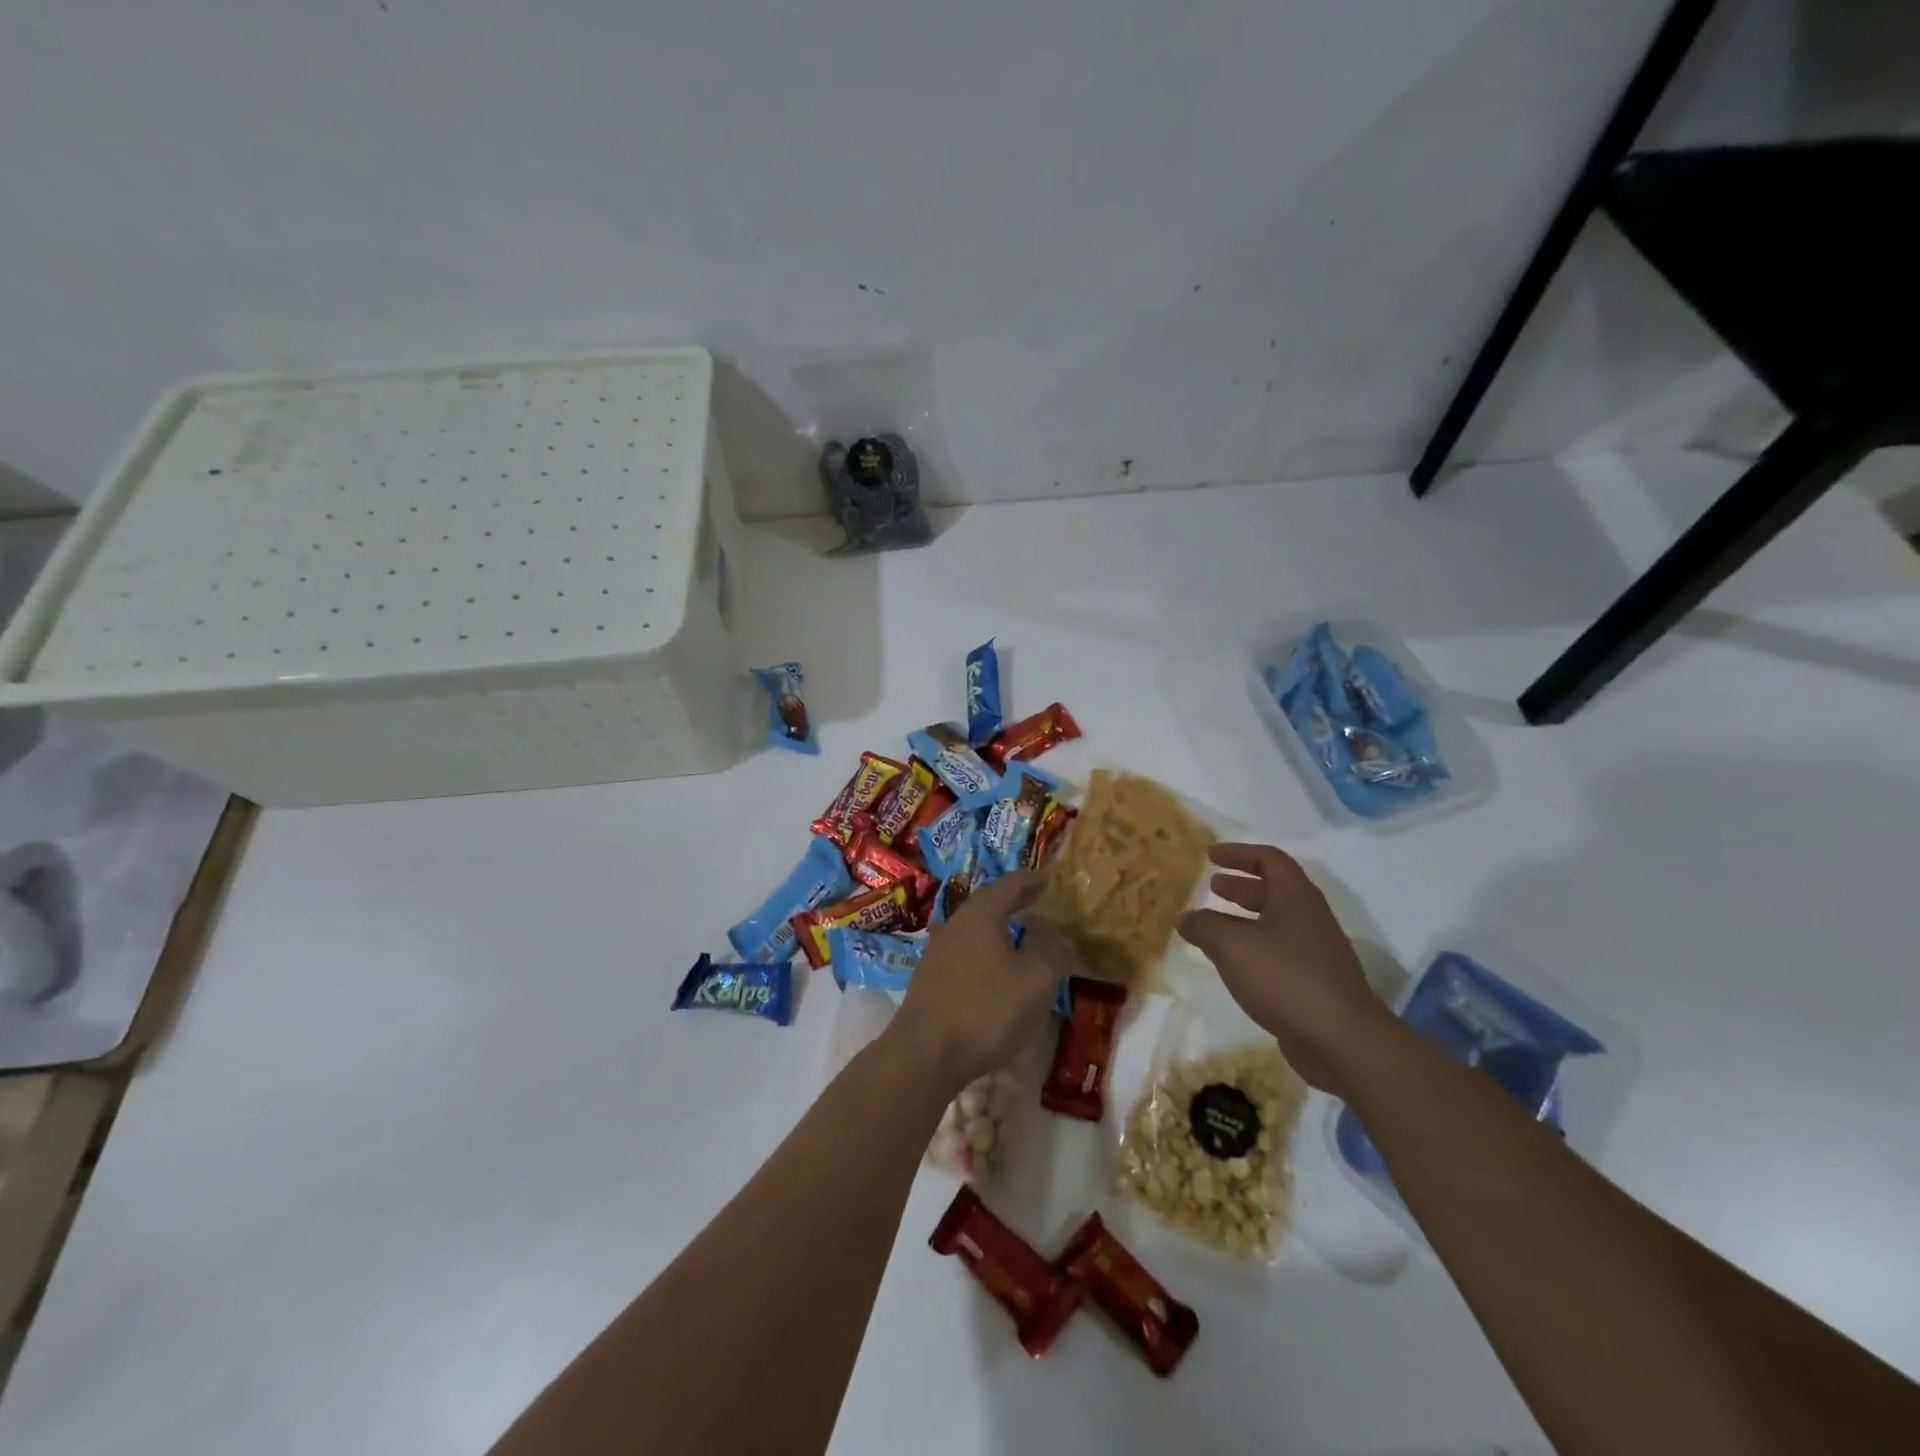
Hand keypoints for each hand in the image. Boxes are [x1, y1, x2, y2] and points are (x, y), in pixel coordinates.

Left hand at [886, 871, 1069, 1094]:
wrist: (925, 1053)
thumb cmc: (986, 1009)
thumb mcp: (1035, 982)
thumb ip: (1052, 953)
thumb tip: (1060, 937)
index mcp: (980, 914)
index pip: (1009, 884)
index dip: (1031, 880)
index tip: (1049, 878)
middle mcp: (954, 924)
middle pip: (988, 904)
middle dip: (1013, 902)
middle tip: (1037, 901)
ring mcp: (937, 952)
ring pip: (973, 929)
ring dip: (996, 928)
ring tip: (1018, 935)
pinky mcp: (929, 979)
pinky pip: (963, 953)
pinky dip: (983, 952)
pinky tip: (993, 970)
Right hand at [1177, 843, 1396, 1092]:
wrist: (1341, 1040)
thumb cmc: (1285, 978)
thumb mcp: (1233, 945)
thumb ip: (1204, 926)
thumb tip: (1184, 918)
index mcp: (1295, 897)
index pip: (1269, 859)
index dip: (1238, 853)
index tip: (1211, 855)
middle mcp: (1309, 918)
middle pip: (1273, 889)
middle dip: (1240, 885)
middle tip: (1212, 885)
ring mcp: (1314, 951)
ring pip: (1274, 922)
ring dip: (1244, 918)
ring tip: (1213, 924)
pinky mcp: (1313, 982)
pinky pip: (1277, 951)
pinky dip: (1252, 947)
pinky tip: (1232, 962)